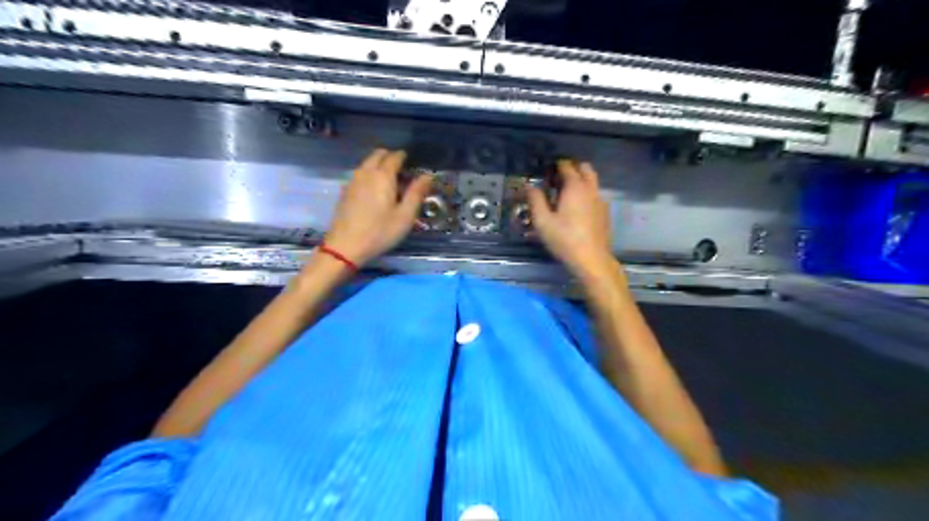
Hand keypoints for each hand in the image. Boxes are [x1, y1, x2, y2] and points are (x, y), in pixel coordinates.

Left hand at [325, 149, 431, 265]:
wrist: (345, 247)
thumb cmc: (380, 232)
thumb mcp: (405, 216)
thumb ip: (417, 193)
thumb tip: (427, 175)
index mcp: (383, 176)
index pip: (394, 157)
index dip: (404, 157)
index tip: (412, 163)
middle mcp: (366, 173)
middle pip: (378, 155)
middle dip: (390, 157)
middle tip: (402, 171)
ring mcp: (352, 181)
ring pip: (367, 164)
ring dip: (378, 165)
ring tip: (390, 182)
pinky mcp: (345, 191)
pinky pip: (359, 174)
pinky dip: (369, 175)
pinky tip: (374, 191)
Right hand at [530, 159, 615, 278]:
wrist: (591, 259)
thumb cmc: (564, 239)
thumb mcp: (542, 221)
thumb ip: (535, 200)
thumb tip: (529, 185)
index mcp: (575, 187)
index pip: (567, 166)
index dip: (556, 165)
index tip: (547, 169)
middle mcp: (590, 189)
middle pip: (585, 168)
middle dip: (572, 168)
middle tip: (557, 177)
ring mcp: (600, 200)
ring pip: (592, 181)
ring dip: (580, 180)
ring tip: (565, 192)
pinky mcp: (604, 213)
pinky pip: (595, 194)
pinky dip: (586, 193)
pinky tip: (576, 208)